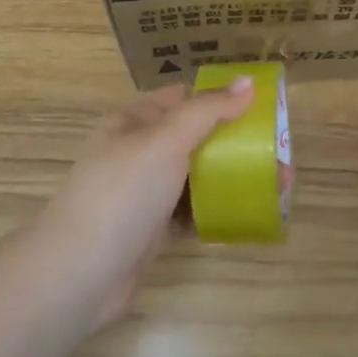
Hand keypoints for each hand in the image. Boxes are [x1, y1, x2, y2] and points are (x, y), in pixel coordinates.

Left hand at [37, 78, 253, 326]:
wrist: (79, 274)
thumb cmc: (122, 192)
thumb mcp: (165, 139)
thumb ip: (207, 110)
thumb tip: (246, 82)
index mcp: (135, 120)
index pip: (183, 97)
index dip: (221, 98)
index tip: (262, 107)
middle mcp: (139, 151)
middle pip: (195, 138)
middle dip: (235, 142)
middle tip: (279, 152)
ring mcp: (145, 193)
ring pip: (196, 177)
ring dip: (231, 178)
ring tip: (276, 184)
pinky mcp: (152, 231)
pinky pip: (192, 213)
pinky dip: (217, 211)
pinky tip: (249, 214)